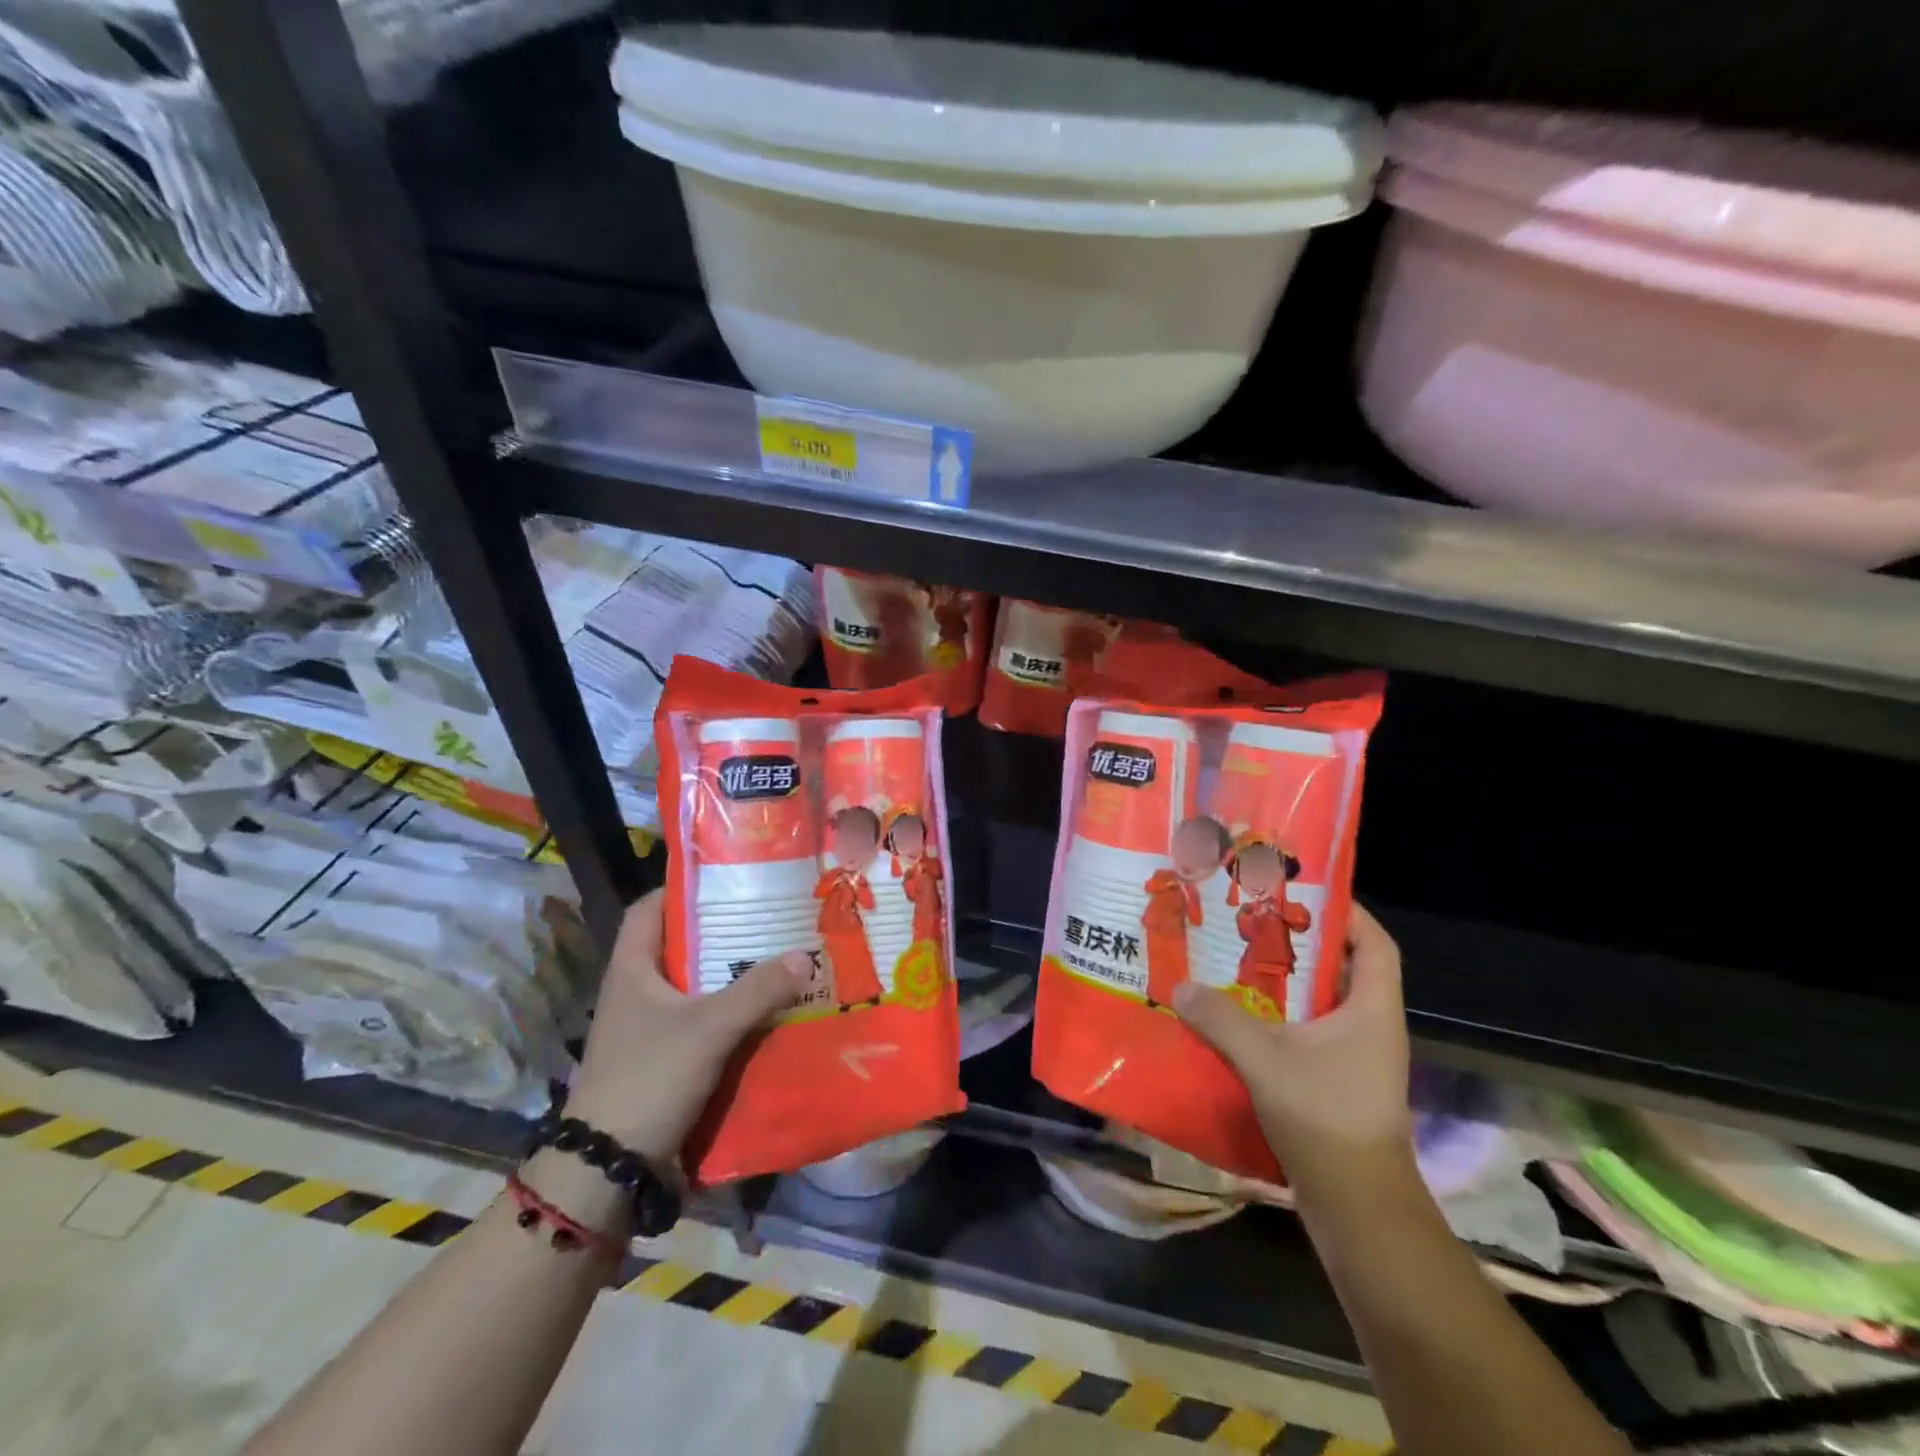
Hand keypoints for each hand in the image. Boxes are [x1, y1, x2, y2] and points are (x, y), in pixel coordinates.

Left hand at [565, 890, 811, 1162]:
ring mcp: (649, 1026)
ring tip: (778, 957)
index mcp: (631, 969)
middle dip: (724, 931)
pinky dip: (732, 1011)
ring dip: (732, 974)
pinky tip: (767, 1010)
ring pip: (696, 985)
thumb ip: (758, 990)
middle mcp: (637, 991)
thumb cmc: (649, 1078)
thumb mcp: (709, 1028)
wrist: (609, 1168)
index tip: (729, 878)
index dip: (683, 887)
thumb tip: (806, 956)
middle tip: (769, 917)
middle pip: (681, 945)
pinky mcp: (664, 1057)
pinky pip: (703, 1019)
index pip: (650, 907)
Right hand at [1173, 903, 1412, 1208]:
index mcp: (1372, 1010)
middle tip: (1251, 921)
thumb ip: (1220, 1018)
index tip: (1305, 892)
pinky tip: (1238, 1019)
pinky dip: (1278, 1019)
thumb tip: (1179, 985)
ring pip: (1321, 1004)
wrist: (1357, 1208)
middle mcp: (1371, 1028)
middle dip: (1300, 943)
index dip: (1349, 913)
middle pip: (1342, 969)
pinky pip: (1308, 1034)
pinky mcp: (1338, 1084)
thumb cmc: (1326, 1117)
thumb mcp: (1265, 1059)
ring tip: (1236, 961)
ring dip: (1284, 983)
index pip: (1375, 944)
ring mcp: (1357, 1059)